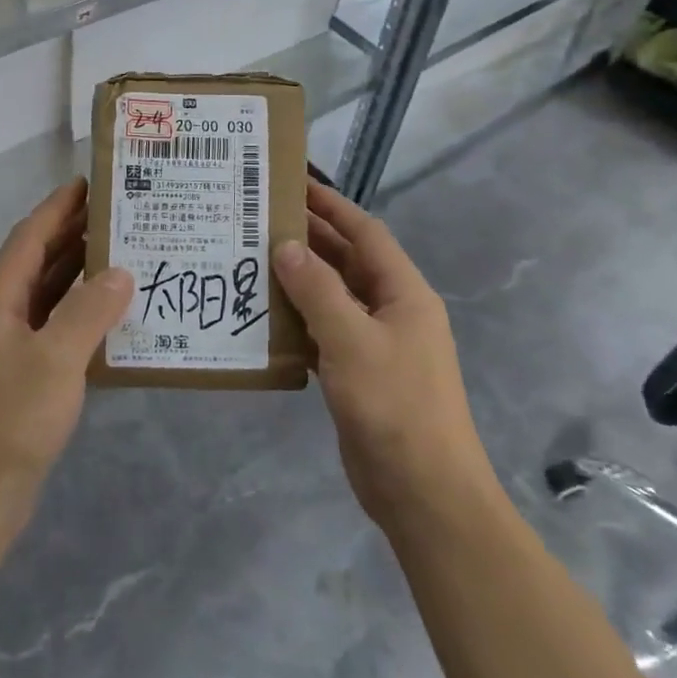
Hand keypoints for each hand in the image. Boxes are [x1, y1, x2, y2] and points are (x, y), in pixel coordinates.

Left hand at [0, 178, 132, 538]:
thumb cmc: (9, 421)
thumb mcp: (55, 361)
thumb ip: (89, 311)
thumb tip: (120, 272)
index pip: (29, 238)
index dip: (57, 207)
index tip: (89, 182)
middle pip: (37, 262)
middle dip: (73, 235)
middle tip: (118, 214)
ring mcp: (6, 348)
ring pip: (46, 295)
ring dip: (78, 273)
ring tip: (122, 254)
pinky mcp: (19, 377)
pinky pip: (53, 327)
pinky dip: (79, 313)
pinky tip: (109, 316)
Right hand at [274, 179, 500, 533]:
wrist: (424, 493)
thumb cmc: (394, 406)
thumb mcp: (352, 341)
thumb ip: (317, 290)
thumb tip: (286, 245)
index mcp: (404, 293)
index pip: (365, 233)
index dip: (332, 206)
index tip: (293, 184)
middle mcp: (392, 311)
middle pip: (348, 262)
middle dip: (310, 240)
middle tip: (260, 219)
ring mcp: (377, 345)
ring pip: (333, 299)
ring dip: (299, 281)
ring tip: (252, 260)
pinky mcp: (359, 375)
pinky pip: (325, 334)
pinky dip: (298, 323)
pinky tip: (264, 318)